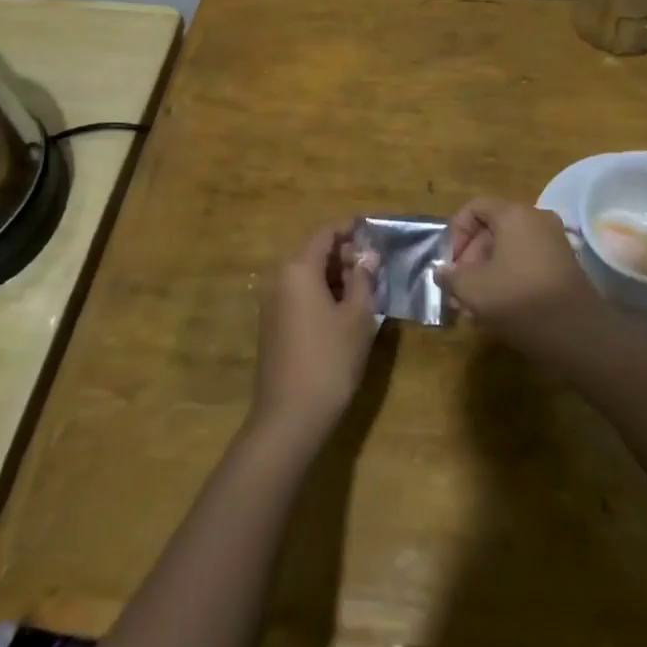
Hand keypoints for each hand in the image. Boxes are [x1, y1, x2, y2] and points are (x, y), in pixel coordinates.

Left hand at [250, 224, 377, 443]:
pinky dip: (321, 294)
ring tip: (364, 289)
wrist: (289, 417)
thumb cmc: (330, 360)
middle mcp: (280, 280)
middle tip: (374, 266)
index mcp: (298, 269)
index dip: (349, 229)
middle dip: (343, 254)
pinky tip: (344, 312)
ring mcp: (272, 304)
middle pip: (313, 252)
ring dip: (334, 276)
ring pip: (306, 276)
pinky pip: (299, 296)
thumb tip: (368, 255)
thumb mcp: (357, 317)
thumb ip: (363, 279)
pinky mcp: (272, 327)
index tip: (373, 231)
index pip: (324, 233)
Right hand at [441, 197, 609, 358]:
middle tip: (458, 292)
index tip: (450, 264)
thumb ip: (451, 276)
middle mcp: (536, 219)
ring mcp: (553, 242)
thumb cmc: (519, 300)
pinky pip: (525, 263)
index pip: (474, 208)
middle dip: (469, 261)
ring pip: (507, 251)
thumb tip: (443, 271)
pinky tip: (496, 311)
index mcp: (514, 214)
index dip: (455, 233)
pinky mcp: (563, 266)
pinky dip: (507, 280)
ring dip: (485, 275)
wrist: (578, 333)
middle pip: (491, 230)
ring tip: (472, 309)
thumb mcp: (473, 289)